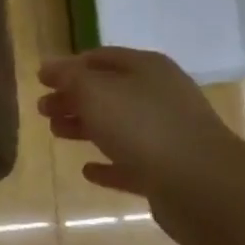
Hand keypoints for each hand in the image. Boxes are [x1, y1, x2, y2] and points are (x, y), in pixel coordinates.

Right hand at [38, 48, 244, 207]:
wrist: (203, 186)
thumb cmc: (143, 127)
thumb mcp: (96, 92)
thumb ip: (69, 77)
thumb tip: (48, 67)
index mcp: (146, 69)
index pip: (100, 58)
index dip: (69, 67)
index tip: (41, 80)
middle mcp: (159, 97)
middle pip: (108, 92)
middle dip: (74, 98)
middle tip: (43, 110)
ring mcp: (167, 135)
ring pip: (117, 127)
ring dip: (85, 128)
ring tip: (56, 134)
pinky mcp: (168, 172)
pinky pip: (130, 164)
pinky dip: (108, 165)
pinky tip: (88, 170)